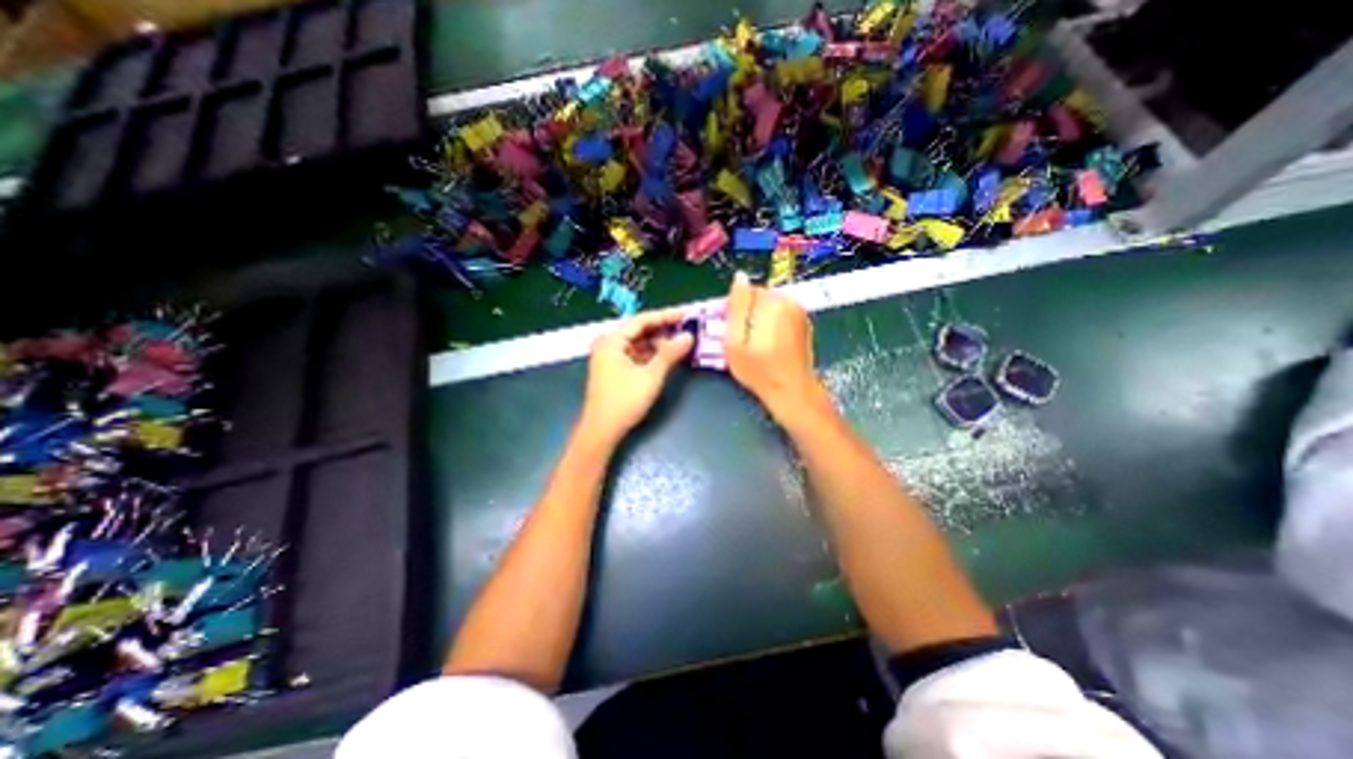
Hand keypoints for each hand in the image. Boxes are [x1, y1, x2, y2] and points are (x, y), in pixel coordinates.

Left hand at [575, 307, 691, 441]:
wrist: (602, 431)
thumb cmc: (624, 401)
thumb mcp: (651, 375)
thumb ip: (670, 353)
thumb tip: (689, 336)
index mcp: (612, 340)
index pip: (642, 320)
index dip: (665, 316)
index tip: (686, 314)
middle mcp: (609, 344)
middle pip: (640, 331)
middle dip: (663, 330)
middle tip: (687, 329)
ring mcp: (610, 358)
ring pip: (639, 344)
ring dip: (659, 343)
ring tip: (681, 343)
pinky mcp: (615, 370)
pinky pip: (636, 355)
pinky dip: (652, 355)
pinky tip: (668, 357)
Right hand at [729, 270, 825, 419]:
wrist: (792, 391)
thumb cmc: (758, 370)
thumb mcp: (736, 341)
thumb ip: (737, 306)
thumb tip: (739, 276)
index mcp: (773, 302)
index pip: (746, 291)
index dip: (733, 309)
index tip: (728, 328)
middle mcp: (789, 301)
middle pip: (759, 298)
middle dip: (747, 313)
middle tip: (740, 339)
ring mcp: (799, 312)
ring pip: (769, 306)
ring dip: (759, 319)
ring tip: (754, 344)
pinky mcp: (804, 323)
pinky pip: (780, 315)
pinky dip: (771, 325)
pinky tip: (768, 345)